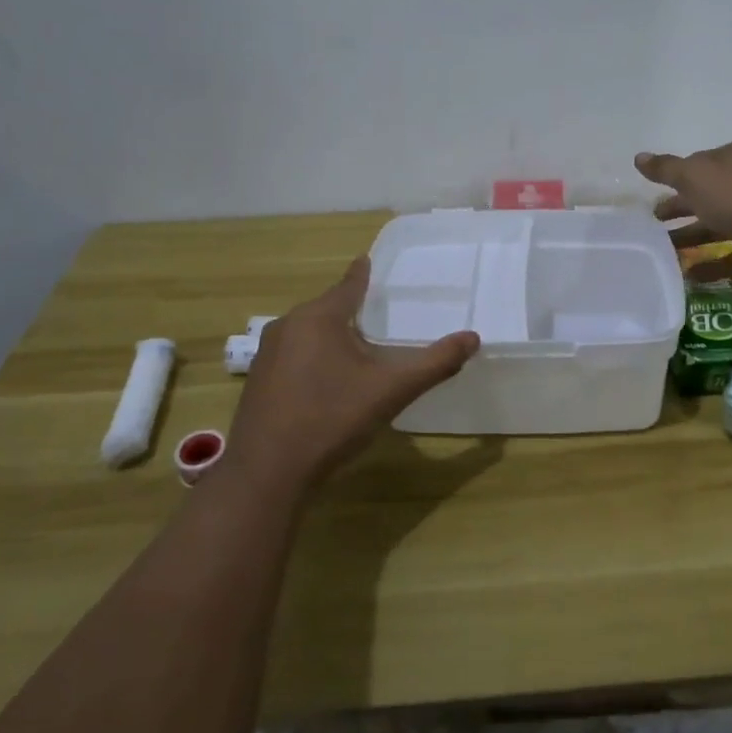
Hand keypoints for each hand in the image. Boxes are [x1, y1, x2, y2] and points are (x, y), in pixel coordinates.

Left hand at [224, 256, 478, 486]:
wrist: (268, 473)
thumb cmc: (331, 420)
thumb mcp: (391, 390)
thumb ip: (434, 363)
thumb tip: (473, 338)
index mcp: (318, 318)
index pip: (348, 285)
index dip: (362, 274)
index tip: (368, 259)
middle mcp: (287, 326)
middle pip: (327, 309)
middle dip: (351, 310)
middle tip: (378, 314)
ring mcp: (267, 355)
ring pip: (308, 333)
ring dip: (332, 336)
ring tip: (358, 348)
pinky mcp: (258, 381)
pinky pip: (293, 356)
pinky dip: (314, 358)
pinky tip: (328, 382)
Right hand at [636, 141, 731, 280]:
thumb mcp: (693, 177)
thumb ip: (665, 169)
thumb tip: (639, 157)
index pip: (700, 163)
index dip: (677, 176)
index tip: (654, 193)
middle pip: (708, 195)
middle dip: (679, 208)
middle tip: (653, 222)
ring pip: (718, 225)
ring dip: (691, 237)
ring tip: (664, 253)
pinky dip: (711, 264)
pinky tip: (688, 275)